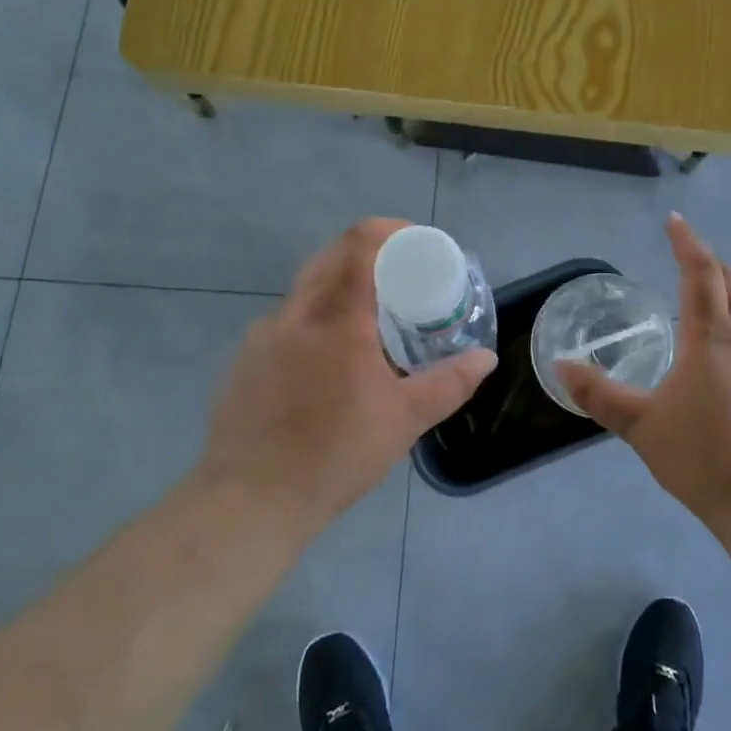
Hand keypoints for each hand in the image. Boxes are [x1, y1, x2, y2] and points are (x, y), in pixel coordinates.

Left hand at [201, 220, 496, 534]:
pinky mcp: (244, 361)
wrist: (250, 500)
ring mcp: (262, 337)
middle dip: (367, 253)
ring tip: (365, 322)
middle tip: (398, 277)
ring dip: (338, 288)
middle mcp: (296, 315)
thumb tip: (486, 359)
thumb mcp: (405, 420)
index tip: (415, 242)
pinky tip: (324, 364)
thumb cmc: (335, 454)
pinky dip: (312, 321)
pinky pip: (284, 323)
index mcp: (337, 319)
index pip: (360, 245)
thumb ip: (449, 384)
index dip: (389, 229)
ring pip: (304, 290)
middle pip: (330, 257)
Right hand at [559, 215, 730, 527]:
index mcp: (711, 340)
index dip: (687, 244)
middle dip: (711, 265)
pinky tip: (720, 381)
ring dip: (724, 306)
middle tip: (689, 257)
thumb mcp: (641, 427)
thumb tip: (561, 367)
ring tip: (698, 321)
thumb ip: (599, 395)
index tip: (675, 221)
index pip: (700, 274)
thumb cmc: (703, 457)